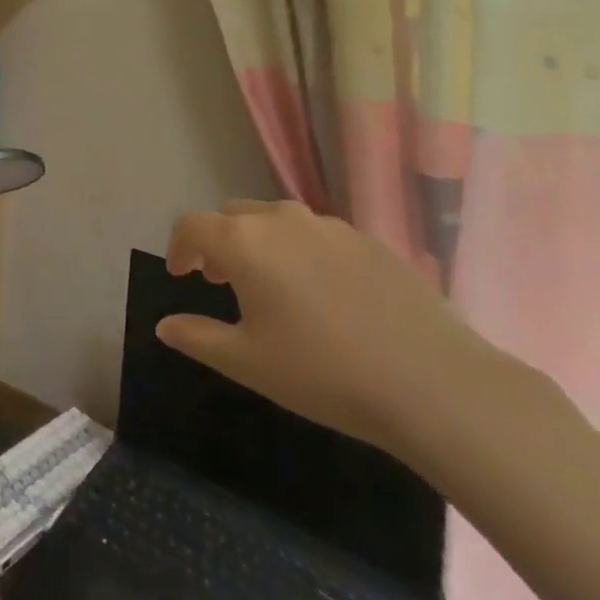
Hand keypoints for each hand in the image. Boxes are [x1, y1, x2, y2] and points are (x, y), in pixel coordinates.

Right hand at [157, 200, 505, 456]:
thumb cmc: (324, 373)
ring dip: (260, 243)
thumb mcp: (248, 363)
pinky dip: (302, 251)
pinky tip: (324, 295)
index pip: (192, 225)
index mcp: (244, 242)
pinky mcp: (369, 241)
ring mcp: (330, 227)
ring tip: (272, 286)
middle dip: (219, 242)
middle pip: (233, 215)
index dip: (178, 247)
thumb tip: (165, 325)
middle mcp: (282, 220)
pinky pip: (317, 235)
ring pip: (277, 220)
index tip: (180, 275)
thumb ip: (198, 337)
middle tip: (222, 280)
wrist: (435, 384)